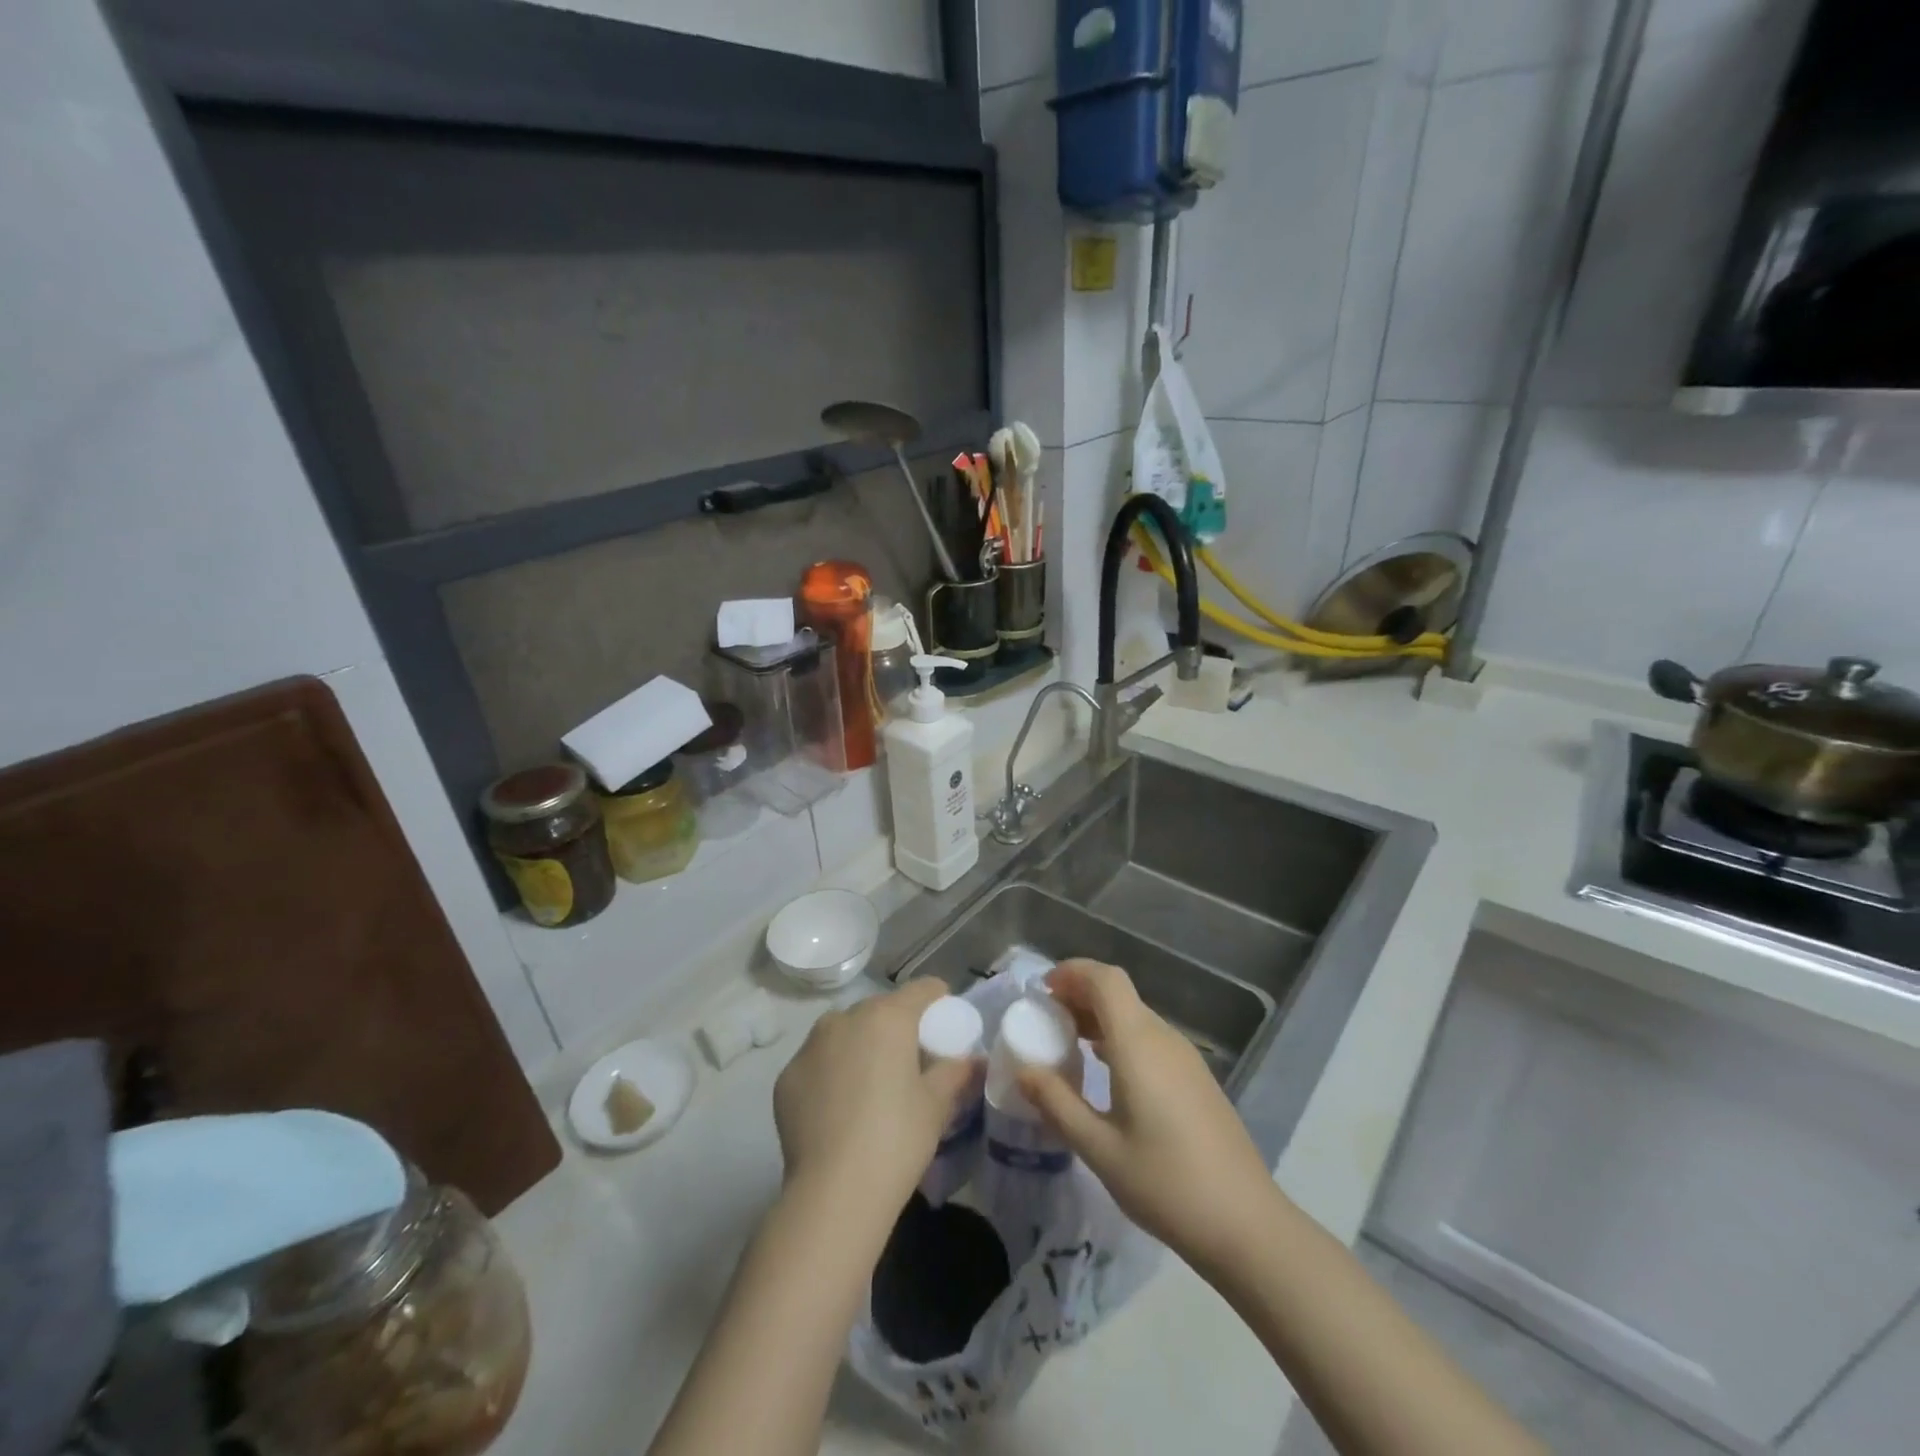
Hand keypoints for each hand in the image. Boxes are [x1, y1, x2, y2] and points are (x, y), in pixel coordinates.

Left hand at [773, 979, 977, 1211]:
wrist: (833, 1194)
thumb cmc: (896, 1140)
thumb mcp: (937, 1105)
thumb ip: (956, 1071)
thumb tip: (973, 1059)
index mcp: (888, 1016)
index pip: (923, 989)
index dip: (939, 1002)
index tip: (944, 1027)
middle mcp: (845, 1018)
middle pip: (881, 1010)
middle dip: (897, 1028)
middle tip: (909, 1065)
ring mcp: (810, 1045)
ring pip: (845, 1032)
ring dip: (860, 1046)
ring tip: (870, 1088)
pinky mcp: (787, 1075)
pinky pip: (818, 1061)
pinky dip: (831, 1073)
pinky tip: (838, 1109)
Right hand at [1018, 960, 1281, 1270]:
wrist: (1246, 1224)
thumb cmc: (1166, 1184)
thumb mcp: (1100, 1149)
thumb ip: (1057, 1103)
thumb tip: (1023, 1070)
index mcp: (1138, 1044)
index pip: (1105, 979)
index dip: (1072, 972)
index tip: (1042, 991)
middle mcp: (1163, 1038)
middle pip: (1118, 993)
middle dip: (1079, 994)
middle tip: (1045, 1019)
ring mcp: (1184, 1057)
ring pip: (1135, 1015)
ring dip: (1099, 1017)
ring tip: (1067, 1043)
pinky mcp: (1195, 1077)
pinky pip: (1149, 1038)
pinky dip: (1119, 1037)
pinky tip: (1104, 1070)